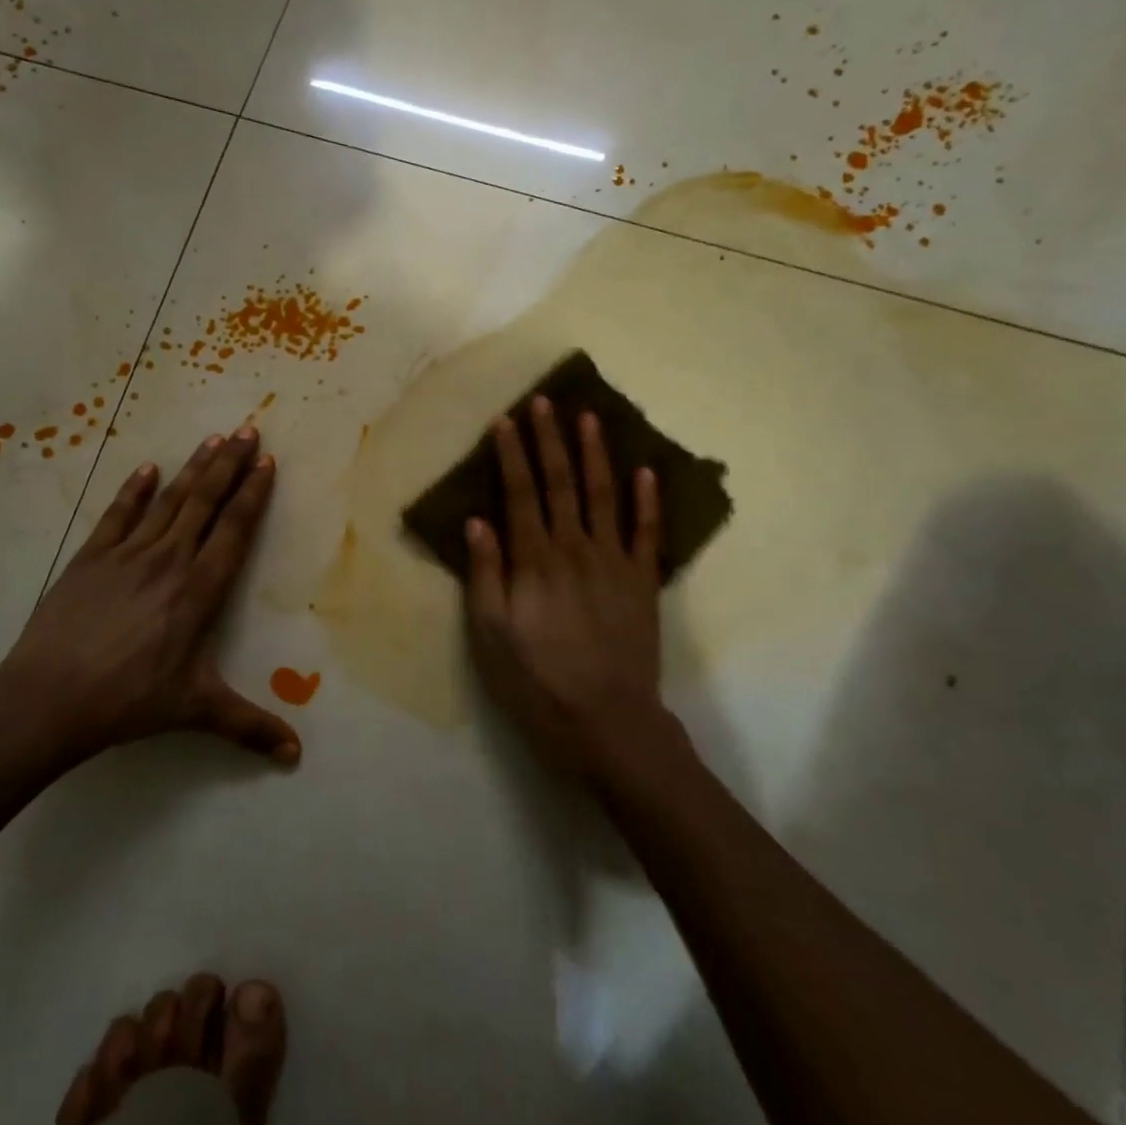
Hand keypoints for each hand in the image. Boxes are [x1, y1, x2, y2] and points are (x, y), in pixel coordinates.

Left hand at [0, 427, 299, 774]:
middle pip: (205, 502)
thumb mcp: (194, 711)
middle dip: (230, 465)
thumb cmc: (128, 701)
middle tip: (248, 429)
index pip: (234, 530)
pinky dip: (133, 490)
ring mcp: (127, 555)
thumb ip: (248, 726)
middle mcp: (169, 561)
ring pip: (168, 501)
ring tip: (213, 439)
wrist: (47, 698)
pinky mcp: (90, 558)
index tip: (267, 462)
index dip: (253, 494)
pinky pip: (118, 515)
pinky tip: (147, 469)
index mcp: (199, 591)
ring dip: (193, 468)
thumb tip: (295, 756)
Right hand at [463, 398, 667, 782]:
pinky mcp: (643, 582)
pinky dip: (648, 501)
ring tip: (590, 417)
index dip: (512, 454)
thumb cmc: (537, 682)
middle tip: (544, 401)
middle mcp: (575, 548)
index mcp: (535, 561)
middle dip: (550, 439)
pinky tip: (645, 471)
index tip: (506, 420)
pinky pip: (647, 533)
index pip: (520, 493)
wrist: (608, 723)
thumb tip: (477, 521)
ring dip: (595, 454)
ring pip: (604, 495)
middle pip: (560, 483)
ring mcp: (614, 562)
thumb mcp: (491, 636)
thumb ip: (485, 575)